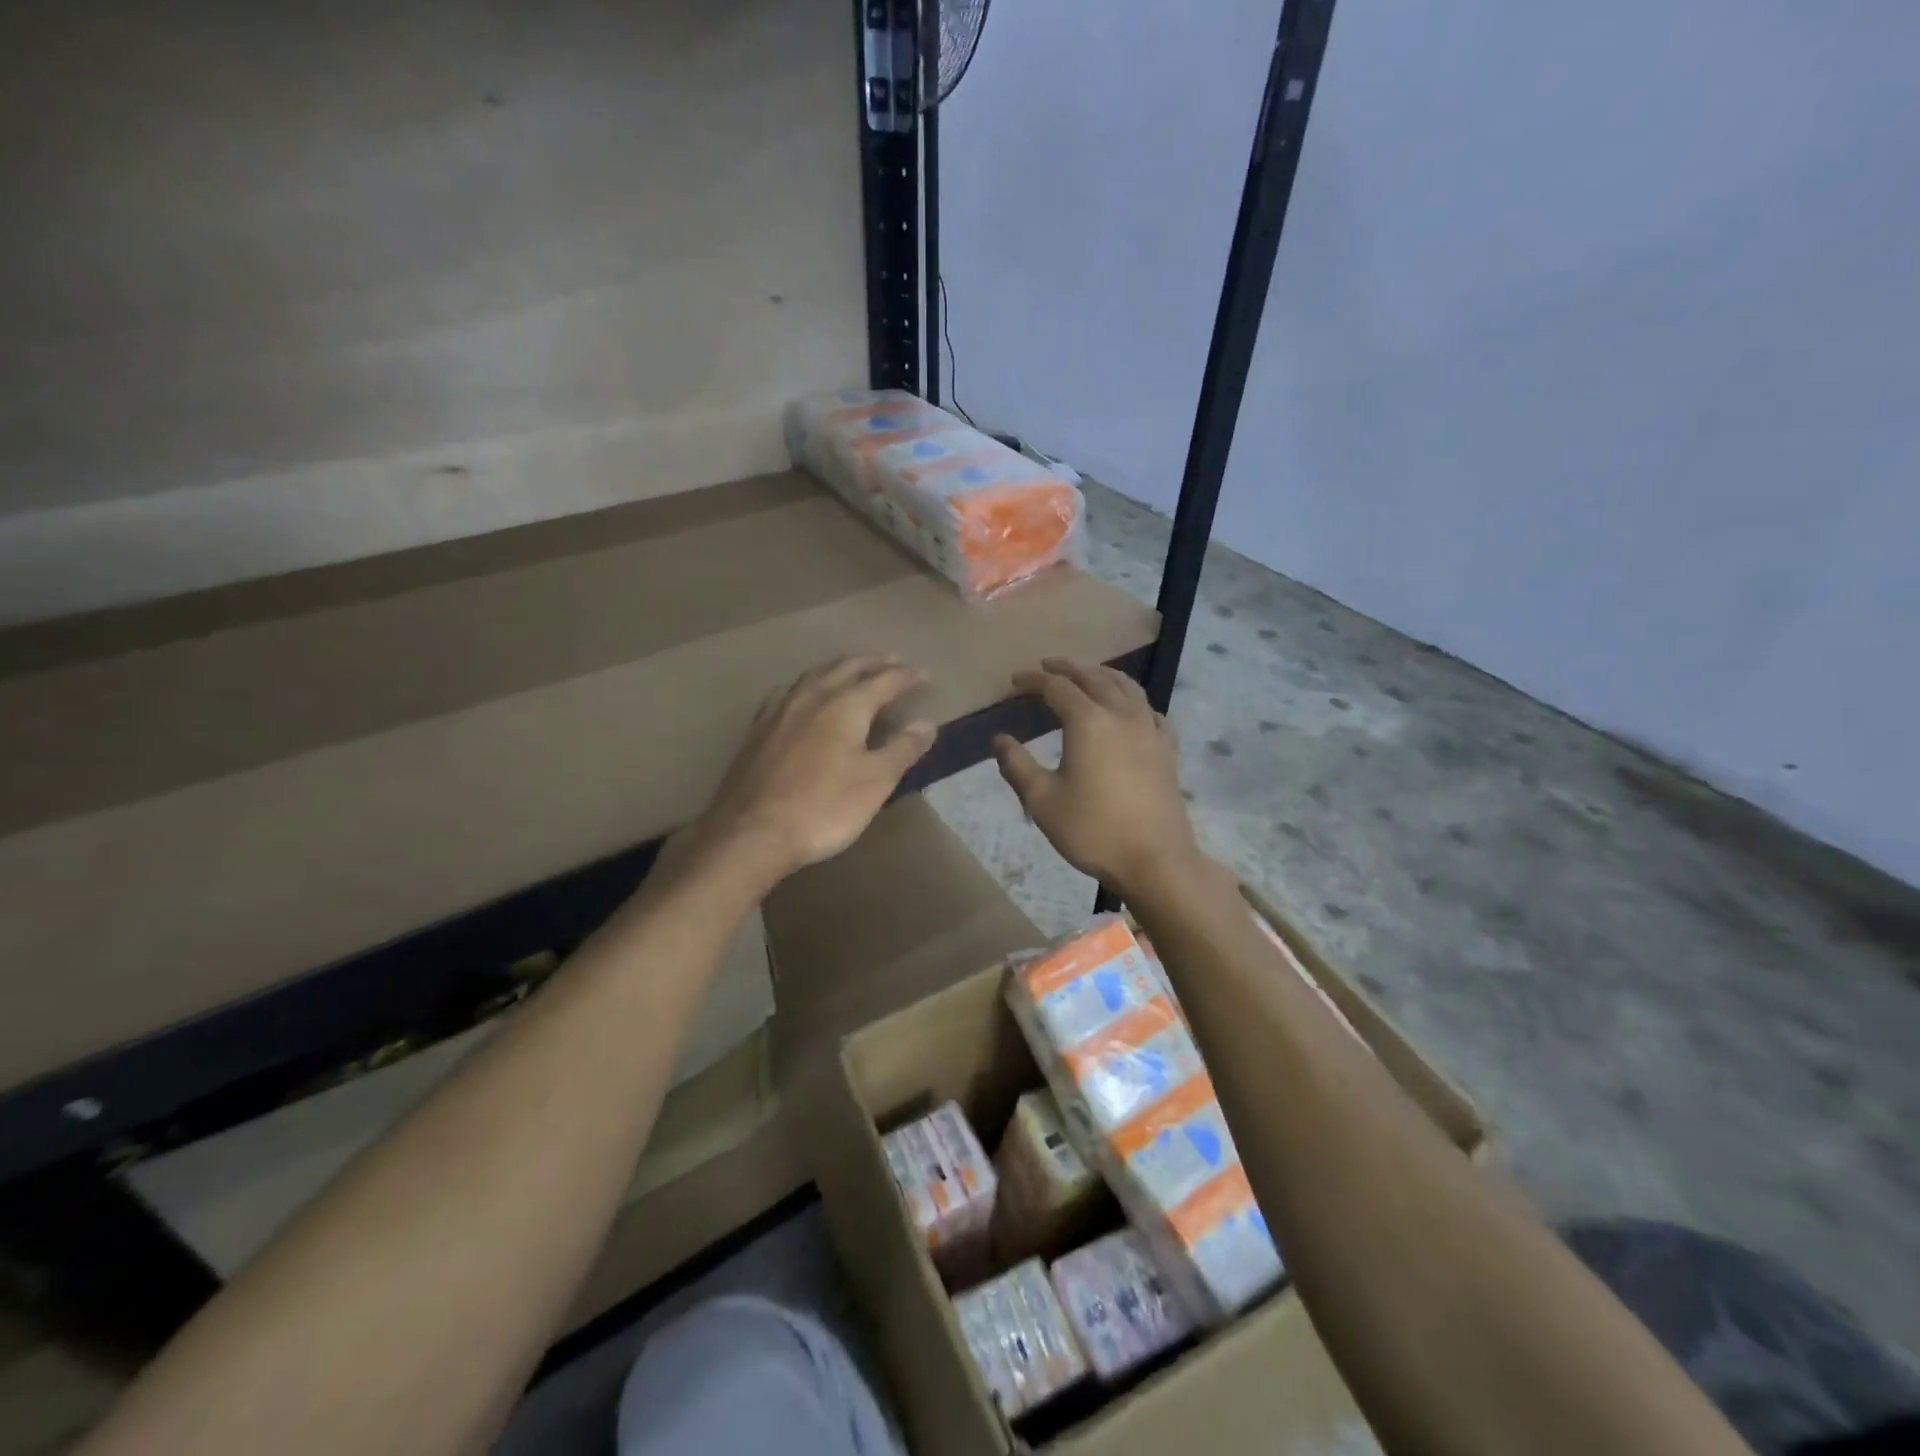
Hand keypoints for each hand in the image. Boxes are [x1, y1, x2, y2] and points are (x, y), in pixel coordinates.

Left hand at [690, 655, 934, 884]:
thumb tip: (927, 723)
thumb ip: (902, 748)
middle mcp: (812, 696)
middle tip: (894, 661)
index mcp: (846, 704)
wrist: (752, 832)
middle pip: (848, 667)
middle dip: (874, 663)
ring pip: (815, 675)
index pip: (885, 680)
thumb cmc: (823, 807)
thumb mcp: (875, 781)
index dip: (907, 676)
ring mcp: (780, 710)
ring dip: (840, 668)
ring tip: (854, 670)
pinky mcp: (758, 728)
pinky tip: (805, 696)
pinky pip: (790, 692)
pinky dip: (810, 685)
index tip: (926, 674)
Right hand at [993, 657, 1202, 896]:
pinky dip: (1132, 699)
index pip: (1057, 687)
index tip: (1016, 680)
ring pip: (1127, 687)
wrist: (1155, 859)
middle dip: (1069, 667)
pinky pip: (1149, 710)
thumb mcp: (1042, 801)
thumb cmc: (1093, 830)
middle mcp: (1121, 715)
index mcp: (1088, 722)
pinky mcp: (1167, 748)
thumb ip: (1017, 765)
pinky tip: (1129, 709)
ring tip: (1088, 674)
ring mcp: (1149, 730)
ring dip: (1103, 675)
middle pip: (1094, 677)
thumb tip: (999, 739)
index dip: (1034, 680)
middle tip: (1048, 665)